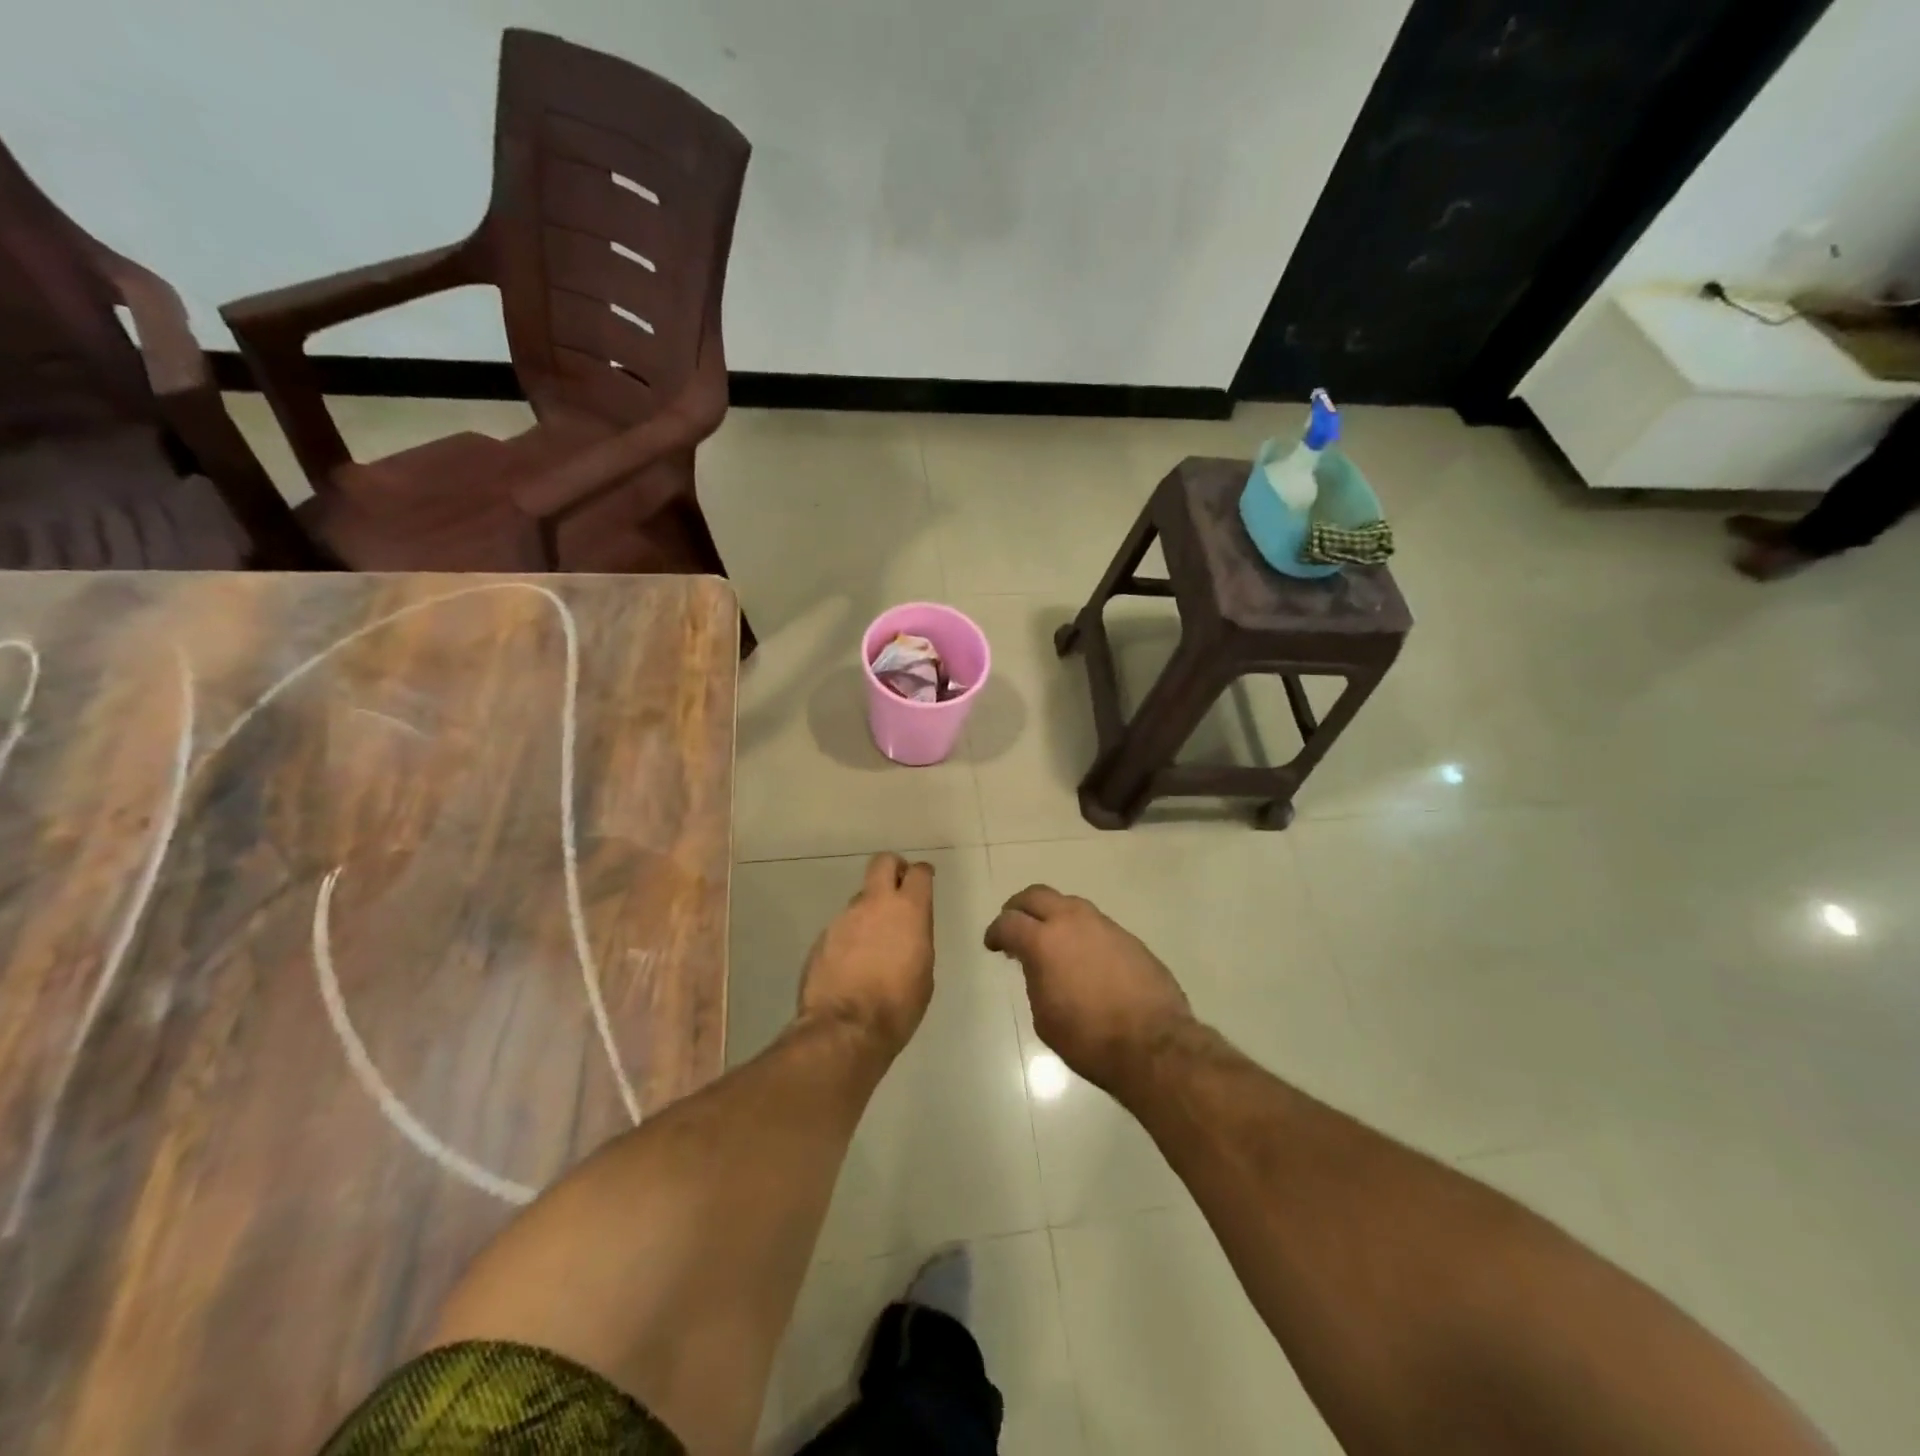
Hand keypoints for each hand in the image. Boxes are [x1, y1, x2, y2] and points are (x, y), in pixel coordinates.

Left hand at [797, 853, 935, 1055]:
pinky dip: (849, 939)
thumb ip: (916, 939)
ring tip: (873, 948)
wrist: (846, 1029)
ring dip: (869, 914)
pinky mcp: (822, 937)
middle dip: (892, 867)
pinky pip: (841, 928)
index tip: (925, 880)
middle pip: (882, 862)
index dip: (923, 873)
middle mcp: (874, 904)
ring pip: (859, 900)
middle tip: (898, 886)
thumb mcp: (924, 971)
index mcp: (908, 910)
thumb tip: (905, 931)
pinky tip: (852, 967)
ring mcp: (844, 918)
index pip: (918, 873)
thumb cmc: (898, 1005)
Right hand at [984, 886, 1191, 1090]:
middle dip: (1019, 907)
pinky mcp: (1128, 937)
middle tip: (1013, 924)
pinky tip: (1082, 955)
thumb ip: (1036, 979)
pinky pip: (1095, 923)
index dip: (996, 932)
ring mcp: (1104, 926)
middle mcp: (1073, 922)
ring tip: (1048, 938)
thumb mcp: (1045, 1016)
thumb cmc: (1089, 1038)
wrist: (1153, 1044)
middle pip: (1037, 896)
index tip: (993, 944)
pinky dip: (1079, 931)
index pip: (1009, 922)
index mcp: (1044, 941)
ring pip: (1069, 904)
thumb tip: (1039, 966)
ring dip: (1052, 915)